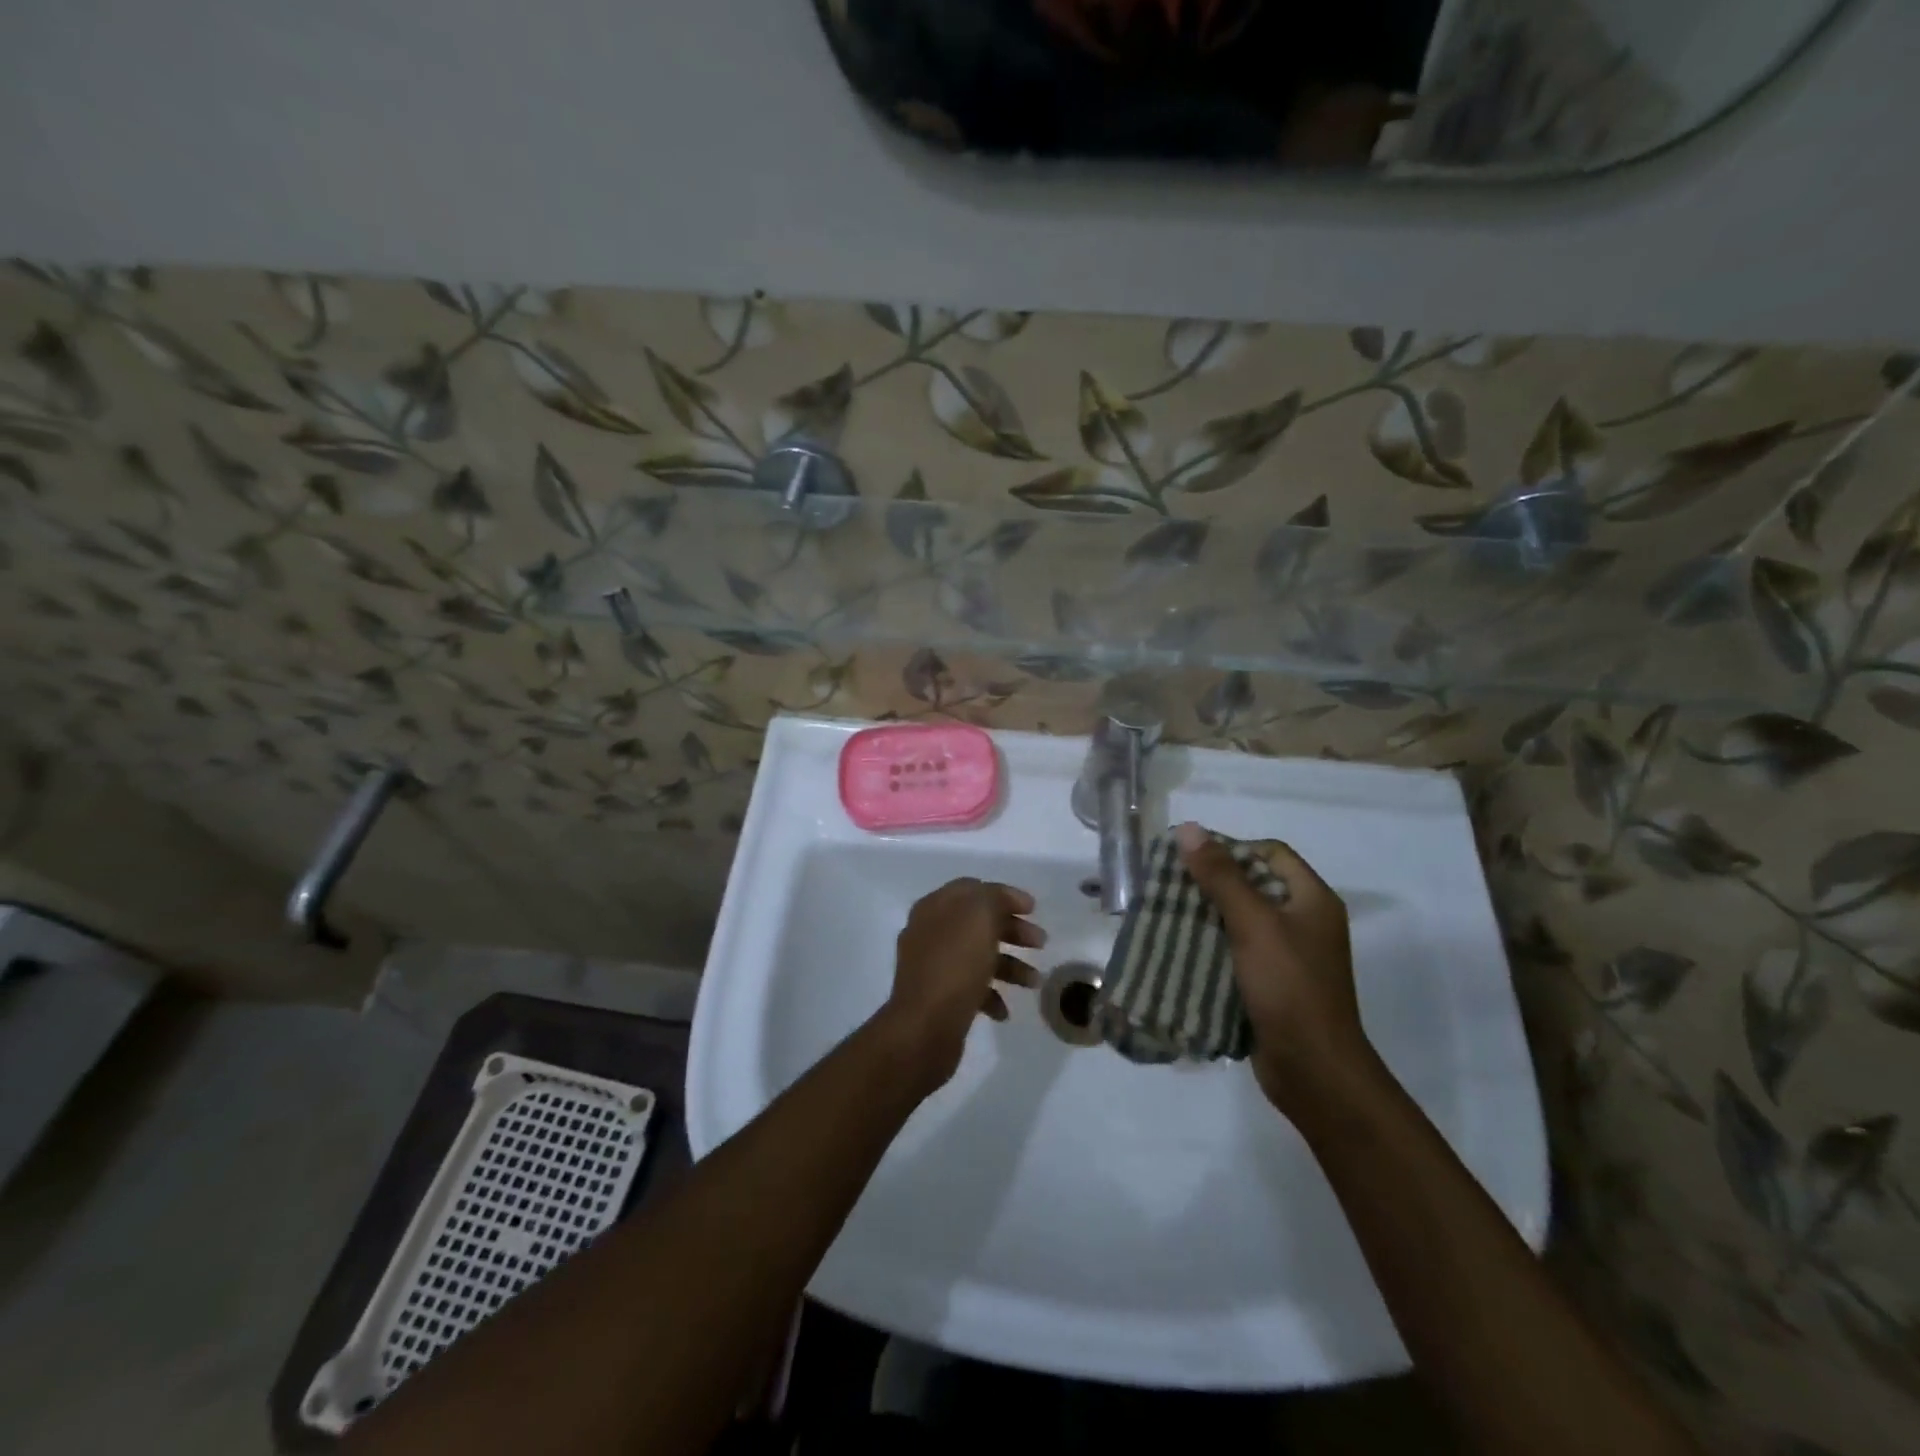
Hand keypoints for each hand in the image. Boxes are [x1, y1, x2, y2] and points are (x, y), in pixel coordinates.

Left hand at [881, 878, 1043, 1087]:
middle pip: (978, 922)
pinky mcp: (937, 997)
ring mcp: (931, 966)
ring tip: (1033, 982)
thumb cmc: (955, 965)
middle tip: (1040, 943)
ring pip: (977, 956)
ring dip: (1009, 965)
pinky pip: (969, 987)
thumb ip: (994, 898)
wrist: (924, 1028)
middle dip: (1012, 930)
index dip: (1005, 895)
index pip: (973, 889)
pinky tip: (1003, 1011)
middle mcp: (929, 932)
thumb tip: (1002, 899)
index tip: (1033, 910)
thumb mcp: (980, 917)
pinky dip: (991, 994)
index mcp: (935, 907)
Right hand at [1173, 822, 1376, 1114]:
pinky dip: (1211, 946)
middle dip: (1211, 883)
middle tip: (1170, 885)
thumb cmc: (1289, 987)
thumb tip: (1188, 829)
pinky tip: (1181, 949)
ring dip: (1206, 915)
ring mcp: (1289, 956)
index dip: (1232, 848)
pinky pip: (1237, 952)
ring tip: (1167, 914)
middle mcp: (1304, 922)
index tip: (1191, 859)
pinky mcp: (1272, 984)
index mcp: (1312, 900)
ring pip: (1241, 920)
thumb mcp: (1253, 924)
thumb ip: (1221, 876)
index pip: (1270, 853)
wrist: (1314, 1071)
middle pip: (1253, 885)